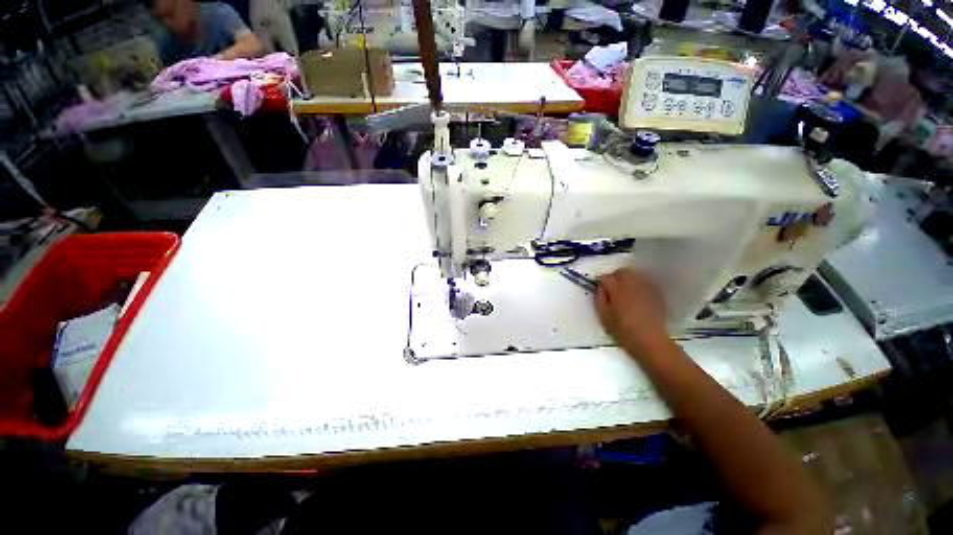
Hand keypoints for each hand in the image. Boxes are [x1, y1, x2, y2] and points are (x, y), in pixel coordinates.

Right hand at [595, 268, 670, 355]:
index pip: (606, 277)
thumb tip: (600, 287)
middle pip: (622, 271)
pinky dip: (639, 287)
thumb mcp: (603, 315)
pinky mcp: (656, 293)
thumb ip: (600, 297)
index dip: (600, 282)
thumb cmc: (622, 329)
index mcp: (617, 288)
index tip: (599, 289)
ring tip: (625, 293)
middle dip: (615, 277)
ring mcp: (646, 287)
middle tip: (612, 289)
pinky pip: (645, 283)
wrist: (650, 340)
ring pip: (635, 276)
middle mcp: (632, 283)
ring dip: (628, 280)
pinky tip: (637, 298)